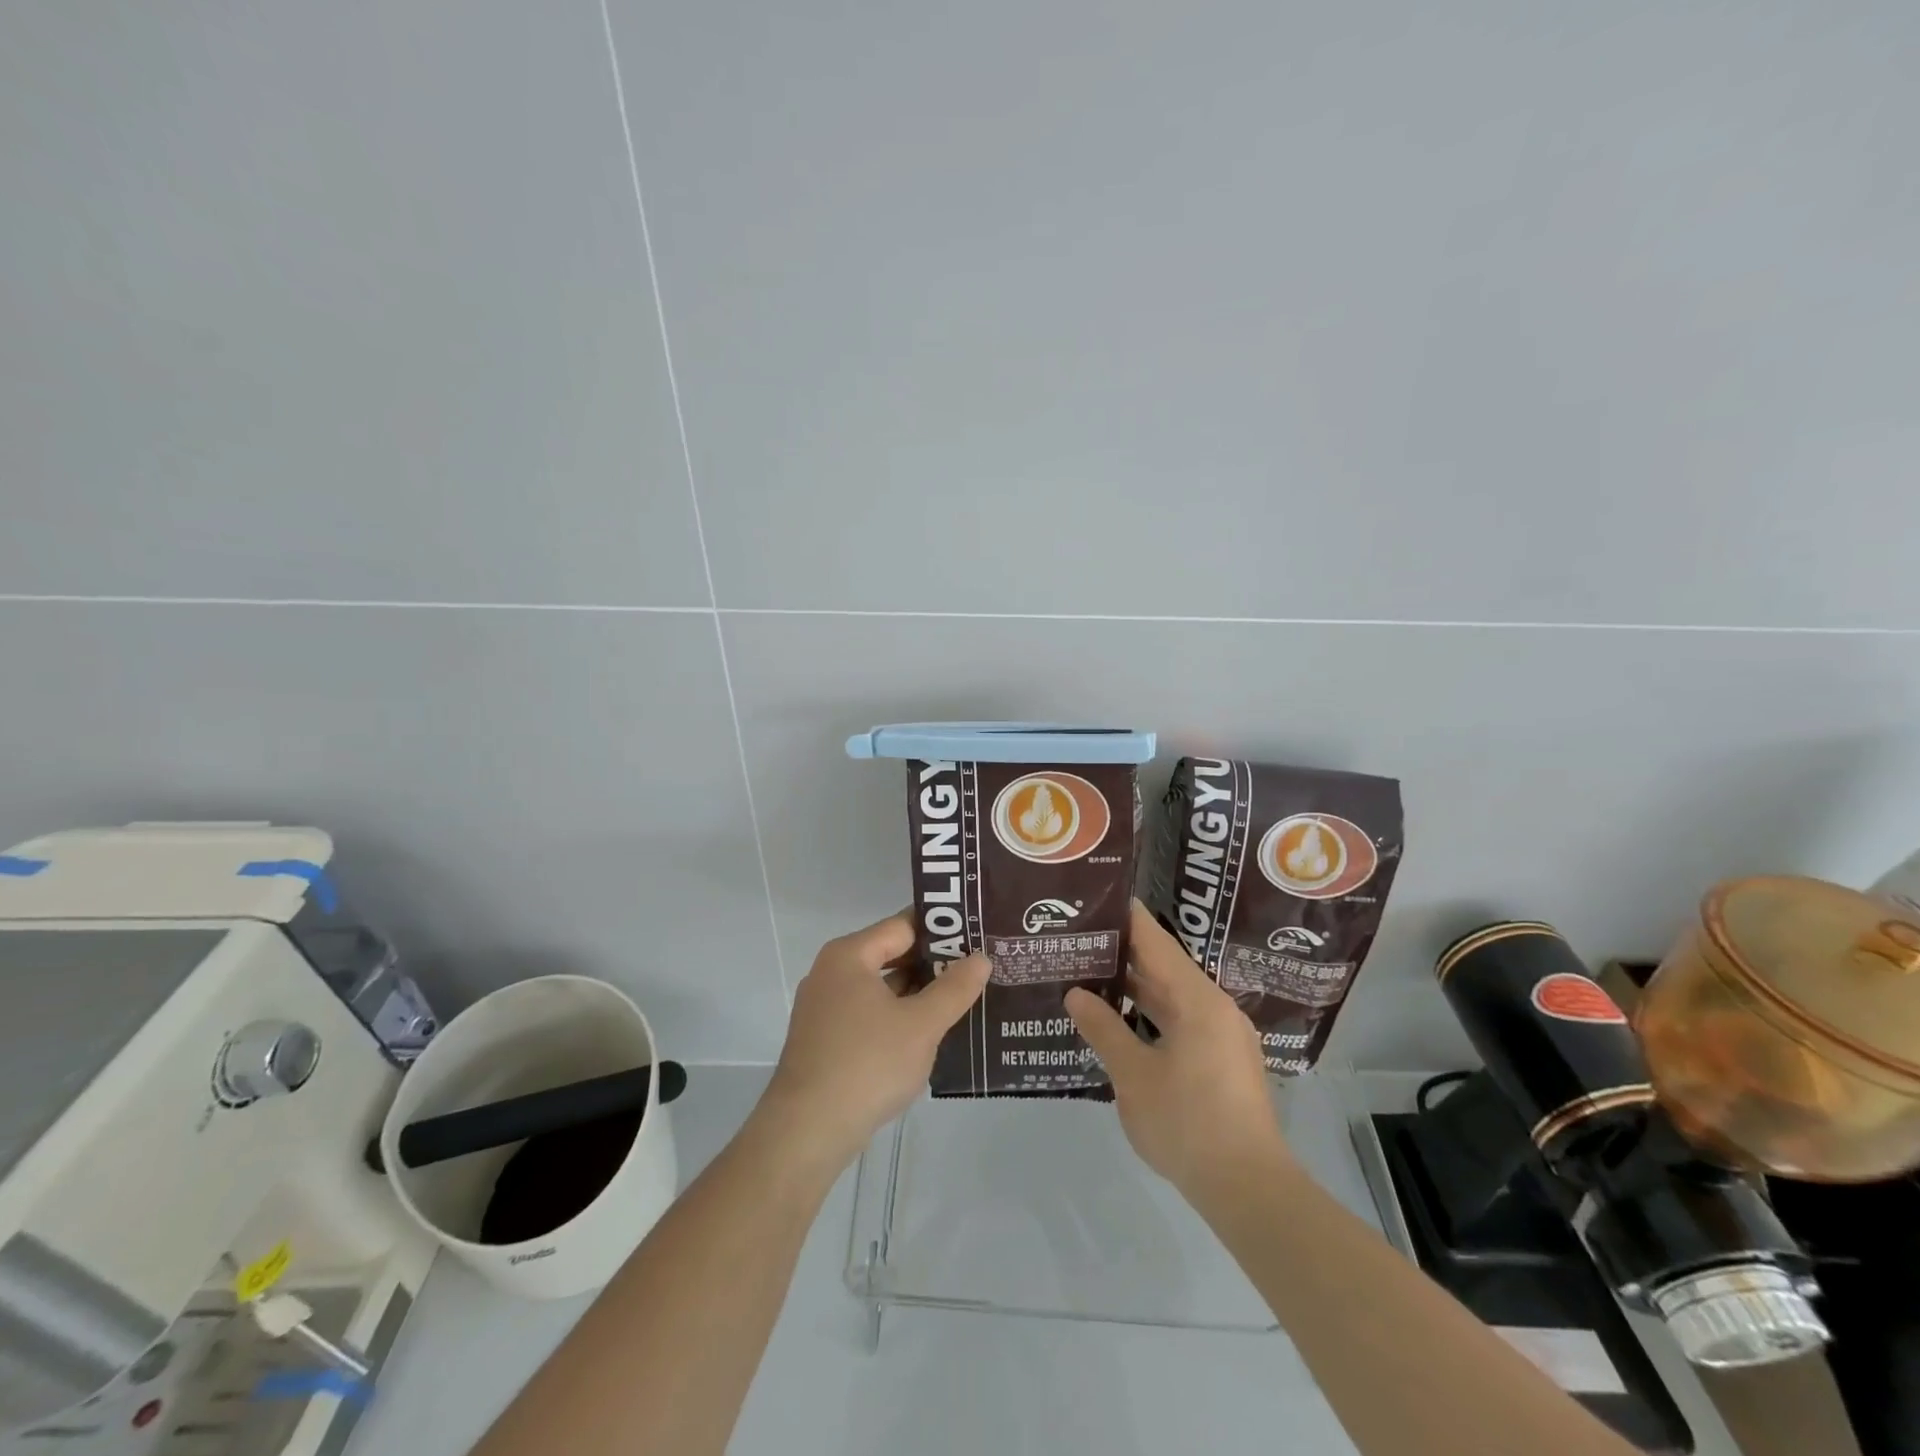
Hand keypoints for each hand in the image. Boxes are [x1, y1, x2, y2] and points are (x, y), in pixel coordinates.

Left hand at [756, 913, 989, 1176]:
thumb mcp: (921, 1025)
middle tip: (978, 966)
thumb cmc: (867, 1064)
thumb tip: (981, 958)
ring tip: (964, 997)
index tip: (978, 934)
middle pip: (891, 954)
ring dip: (919, 993)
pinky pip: (870, 1014)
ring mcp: (826, 1008)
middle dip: (934, 963)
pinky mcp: (826, 1040)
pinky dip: (899, 1017)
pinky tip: (930, 1032)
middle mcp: (832, 973)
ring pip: (882, 988)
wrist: (806, 1133)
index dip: (942, 929)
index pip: (903, 925)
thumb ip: (954, 989)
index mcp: (849, 956)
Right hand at [1066, 903, 1293, 1206]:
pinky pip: (1181, 1019)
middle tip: (1080, 935)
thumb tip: (1075, 994)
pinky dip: (1151, 1012)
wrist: (1249, 1188)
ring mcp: (1222, 1034)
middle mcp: (1214, 1007)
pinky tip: (1122, 1017)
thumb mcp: (1133, 1075)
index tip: (1097, 896)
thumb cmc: (1187, 1123)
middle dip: (1123, 951)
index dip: (1126, 917)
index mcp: (1197, 999)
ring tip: (1091, 970)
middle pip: (1164, 965)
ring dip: (1136, 985)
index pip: (1155, 941)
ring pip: (1172, 995)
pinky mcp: (1222, 1060)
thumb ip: (1103, 1029)